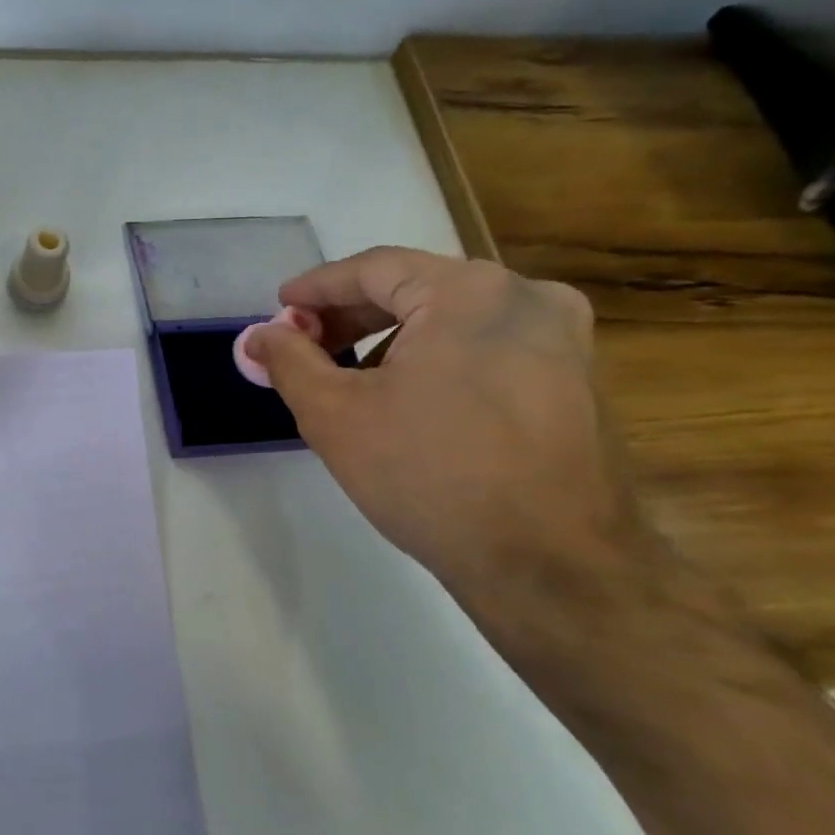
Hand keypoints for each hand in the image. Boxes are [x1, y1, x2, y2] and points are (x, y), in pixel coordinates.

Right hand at [244, 246, 657, 634]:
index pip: (374, 269)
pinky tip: (408, 403)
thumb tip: (257, 336)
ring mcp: (563, 339)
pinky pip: (488, 349)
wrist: (551, 565)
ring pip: (453, 321)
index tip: (279, 307)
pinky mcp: (577, 380)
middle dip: (351, 317)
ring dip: (392, 342)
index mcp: (469, 292)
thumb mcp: (334, 415)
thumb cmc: (429, 475)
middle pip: (416, 290)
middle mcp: (527, 297)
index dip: (317, 287)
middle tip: (304, 347)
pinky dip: (437, 361)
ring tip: (350, 383)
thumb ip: (288, 362)